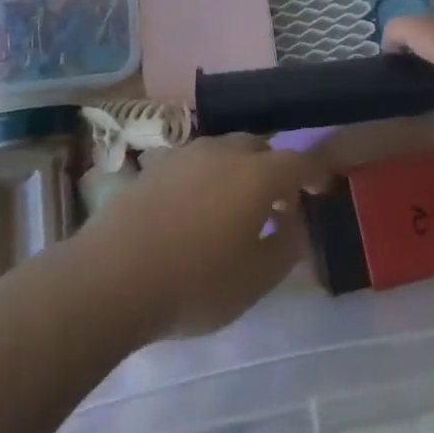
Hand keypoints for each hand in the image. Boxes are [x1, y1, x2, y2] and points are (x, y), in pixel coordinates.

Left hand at [76, 135, 328, 339]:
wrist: (112, 277)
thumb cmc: (194, 283)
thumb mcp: (255, 280)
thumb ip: (286, 246)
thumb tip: (294, 221)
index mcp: (257, 175)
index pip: (298, 161)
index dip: (314, 173)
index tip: (321, 188)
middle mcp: (225, 152)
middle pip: (261, 149)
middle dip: (275, 169)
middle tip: (277, 202)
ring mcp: (187, 154)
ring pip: (225, 152)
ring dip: (240, 171)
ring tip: (236, 206)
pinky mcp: (157, 166)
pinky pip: (196, 163)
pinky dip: (208, 177)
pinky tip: (197, 209)